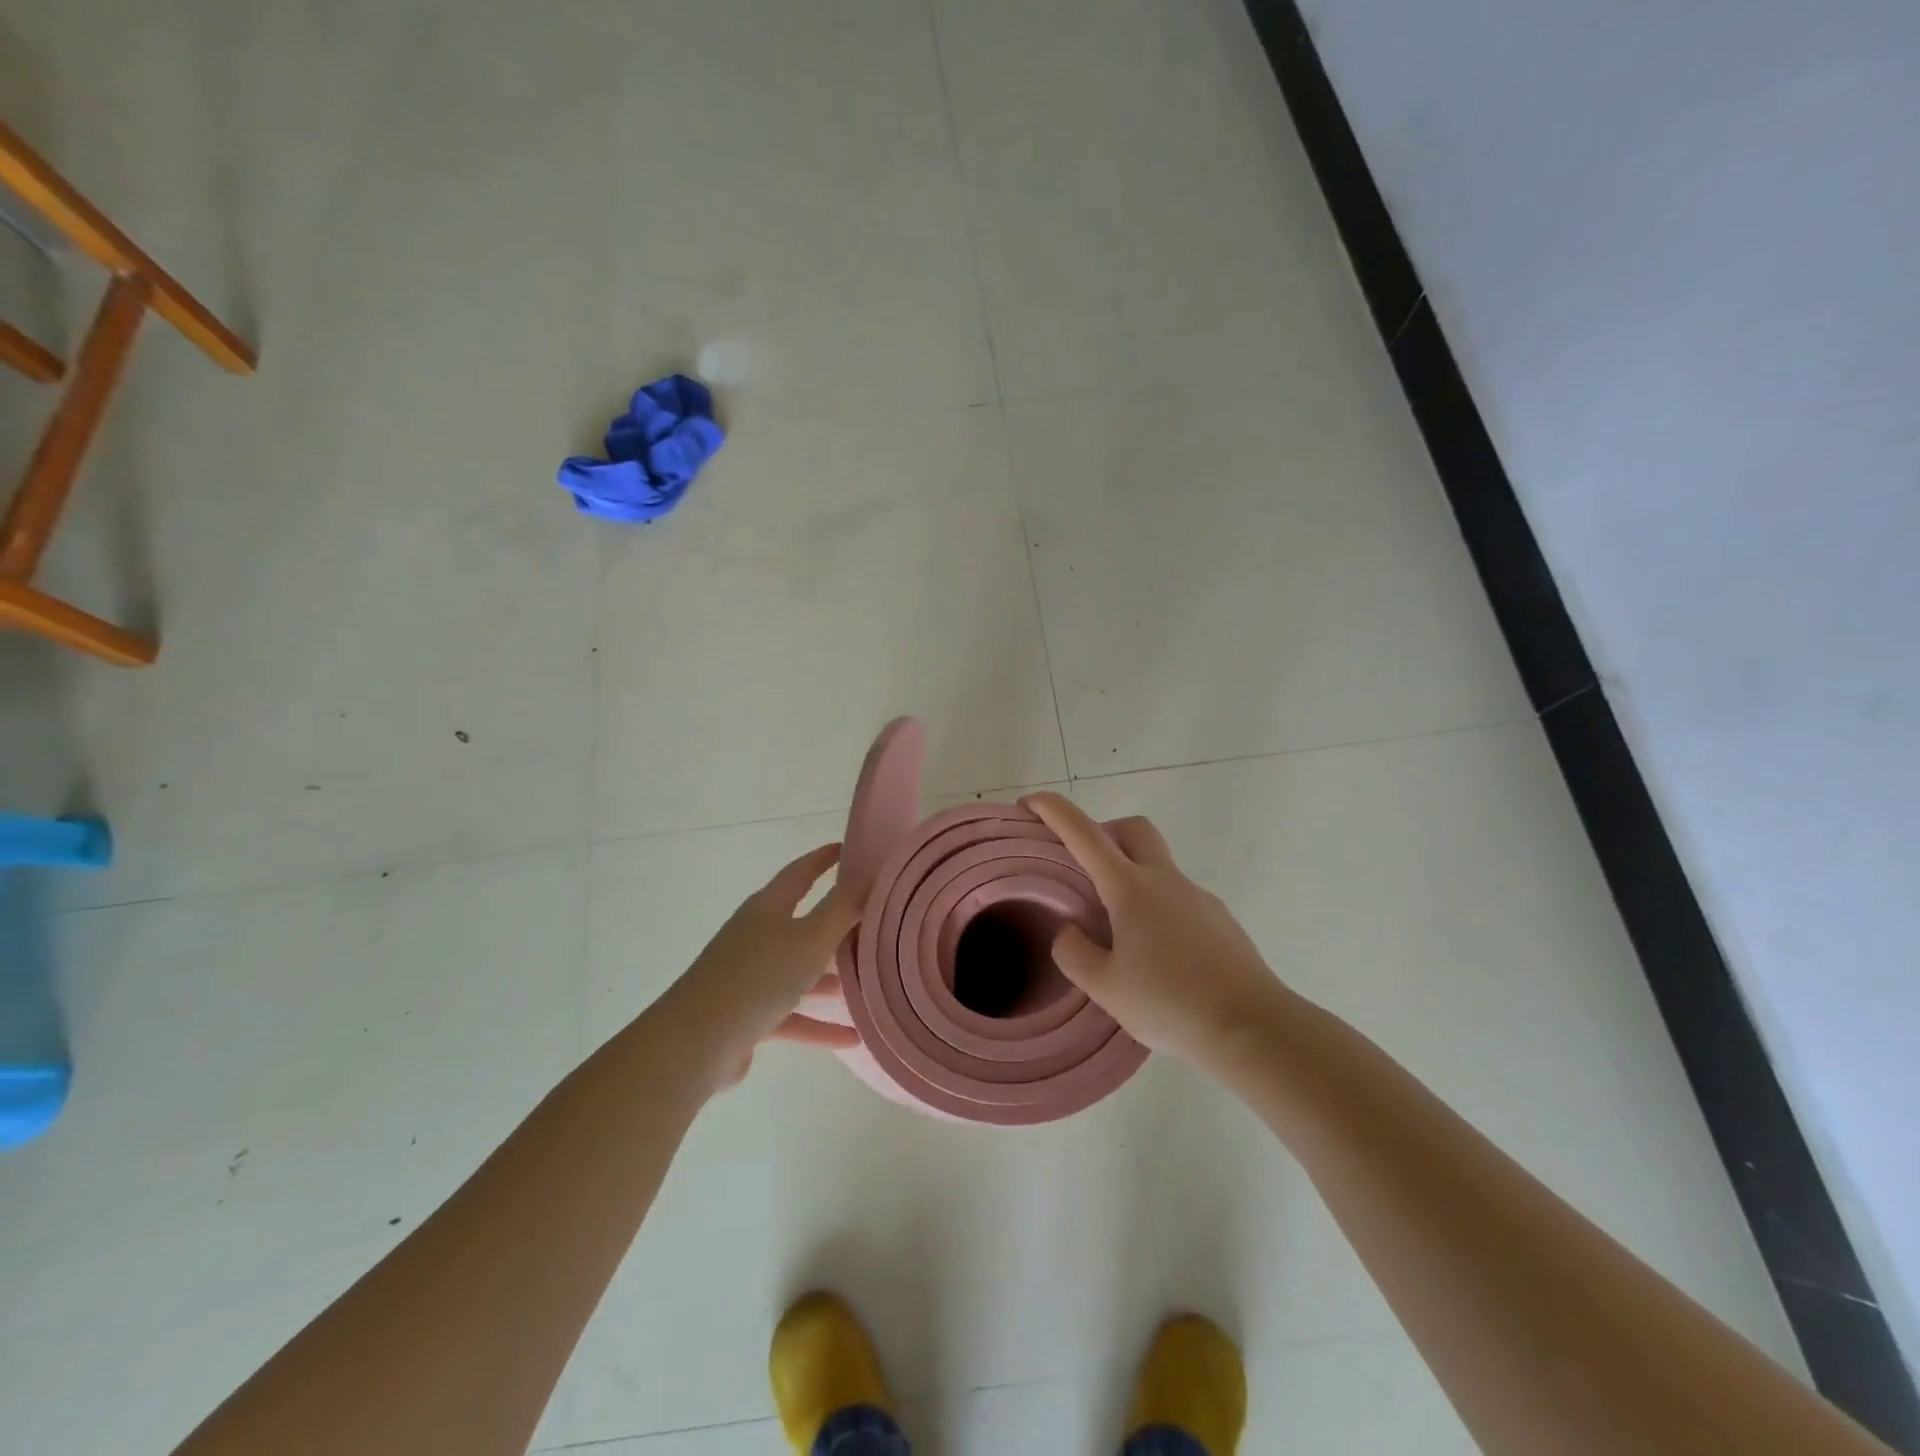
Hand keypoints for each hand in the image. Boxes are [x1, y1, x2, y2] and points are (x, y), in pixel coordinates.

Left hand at [665, 843, 862, 1088]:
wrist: (696, 1042)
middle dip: (836, 924)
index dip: (825, 859)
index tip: (850, 850)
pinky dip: (819, 1024)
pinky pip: (791, 1014)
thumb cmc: (759, 977)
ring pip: (798, 971)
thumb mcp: (811, 938)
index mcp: (768, 908)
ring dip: (830, 978)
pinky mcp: (746, 1015)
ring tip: (868, 983)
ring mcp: (748, 976)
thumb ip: (843, 908)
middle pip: (802, 923)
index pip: (801, 872)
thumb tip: (869, 876)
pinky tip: (852, 1038)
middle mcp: (756, 936)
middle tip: (873, 923)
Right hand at [1023, 792, 1290, 1066]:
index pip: (1084, 834)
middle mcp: (1165, 880)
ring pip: (1158, 865)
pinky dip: (1158, 907)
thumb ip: (1075, 953)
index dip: (1054, 811)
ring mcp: (1198, 897)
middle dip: (1104, 832)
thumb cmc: (1170, 1003)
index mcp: (1130, 888)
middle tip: (1085, 868)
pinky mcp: (1220, 919)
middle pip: (1133, 829)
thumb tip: (1069, 930)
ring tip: (1119, 931)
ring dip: (1132, 876)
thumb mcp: (1105, 987)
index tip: (1030, 802)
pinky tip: (1158, 955)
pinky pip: (1179, 897)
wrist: (1253, 1027)